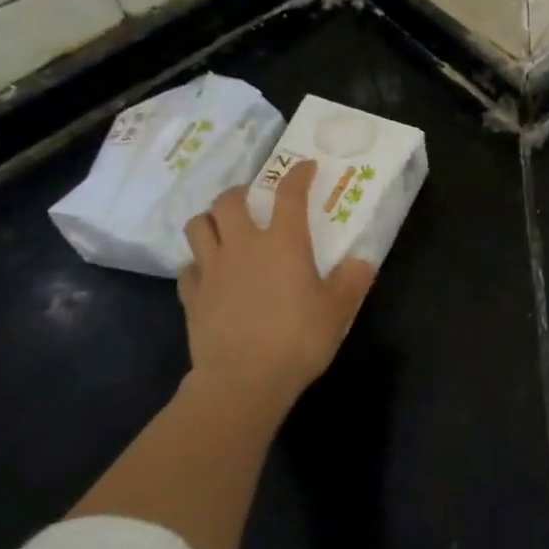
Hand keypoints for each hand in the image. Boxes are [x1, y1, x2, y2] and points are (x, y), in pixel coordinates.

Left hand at [179, 161, 376, 416]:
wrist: (242, 381)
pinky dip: (198, 263)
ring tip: (223, 229)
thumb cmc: (298, 339)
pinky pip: (187, 267)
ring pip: (198, 227)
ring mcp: (212, 269)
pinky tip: (209, 274)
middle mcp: (243, 245)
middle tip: (252, 199)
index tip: (305, 166)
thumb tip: (360, 261)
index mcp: (283, 242)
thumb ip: (351, 281)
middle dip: (240, 193)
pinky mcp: (191, 296)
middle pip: (229, 201)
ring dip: (210, 221)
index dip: (297, 175)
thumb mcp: (338, 310)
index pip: (289, 194)